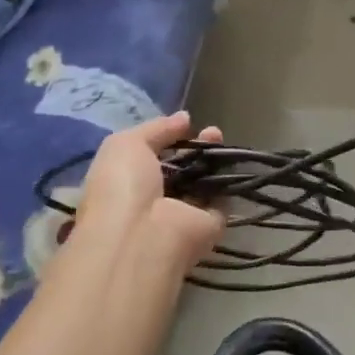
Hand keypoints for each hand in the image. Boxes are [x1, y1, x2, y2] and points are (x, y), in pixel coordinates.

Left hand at [75, 112, 226, 271]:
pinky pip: (221, 201)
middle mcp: (153, 201)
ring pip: (202, 183)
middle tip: (212, 132)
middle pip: (180, 170)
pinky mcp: (207, 227)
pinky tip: (232, 160)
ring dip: (213, 160)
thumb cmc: (122, 187)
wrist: (143, 236)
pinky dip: (228, 182)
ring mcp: (181, 216)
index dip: (168, 140)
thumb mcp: (126, 144)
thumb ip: (156, 129)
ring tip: (220, 137)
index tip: (186, 125)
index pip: (150, 159)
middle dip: (195, 148)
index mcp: (125, 184)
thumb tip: (184, 118)